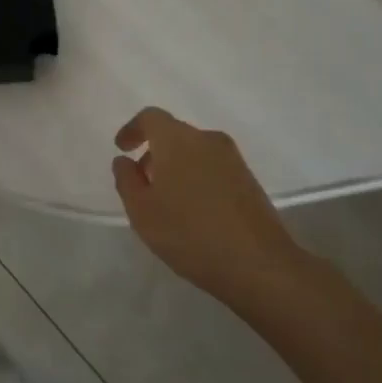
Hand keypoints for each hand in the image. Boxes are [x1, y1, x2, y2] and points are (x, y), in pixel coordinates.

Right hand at [111, 107, 296, 302]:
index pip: (151, 117)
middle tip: (142, 182)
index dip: (133, 129)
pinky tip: (193, 211)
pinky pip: (213, 167)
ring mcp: (233, 159)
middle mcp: (207, 139)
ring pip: (195, 151)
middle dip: (155, 152)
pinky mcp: (249, 180)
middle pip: (174, 133)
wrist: (259, 264)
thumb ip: (126, 180)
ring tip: (167, 201)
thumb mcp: (142, 212)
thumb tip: (124, 161)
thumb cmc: (190, 234)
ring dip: (176, 166)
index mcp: (178, 140)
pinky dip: (196, 177)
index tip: (122, 149)